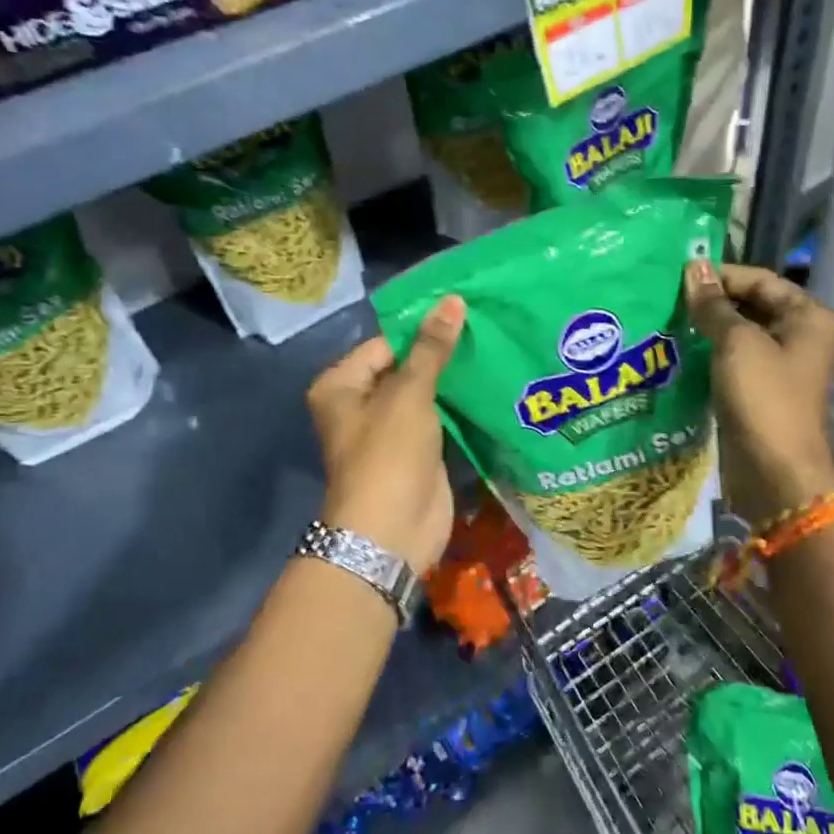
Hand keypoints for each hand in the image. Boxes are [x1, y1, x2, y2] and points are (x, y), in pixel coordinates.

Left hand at [306, 295, 464, 571]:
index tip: (464, 313)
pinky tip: (488, 385)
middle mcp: (359, 404)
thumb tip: (452, 300)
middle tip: (485, 328)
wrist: (392, 533)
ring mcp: (389, 430)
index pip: (385, 343)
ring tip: (493, 348)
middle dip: (440, 353)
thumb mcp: (409, 395)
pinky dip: (458, 405)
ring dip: (452, 379)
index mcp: (341, 385)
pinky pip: (437, 418)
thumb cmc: (388, 455)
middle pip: (404, 366)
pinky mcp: (415, 451)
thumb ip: (431, 348)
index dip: (422, 329)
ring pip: (424, 393)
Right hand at [684, 261, 833, 526]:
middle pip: (751, 304)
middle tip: (667, 299)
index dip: (720, 276)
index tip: (678, 278)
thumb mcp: (736, 343)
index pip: (760, 279)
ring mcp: (781, 365)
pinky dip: (710, 353)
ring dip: (707, 328)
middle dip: (711, 302)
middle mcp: (800, 335)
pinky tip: (679, 350)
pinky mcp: (761, 389)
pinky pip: (733, 360)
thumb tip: (694, 267)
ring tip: (667, 321)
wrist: (775, 472)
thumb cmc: (764, 398)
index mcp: (808, 316)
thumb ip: (713, 305)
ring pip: (739, 333)